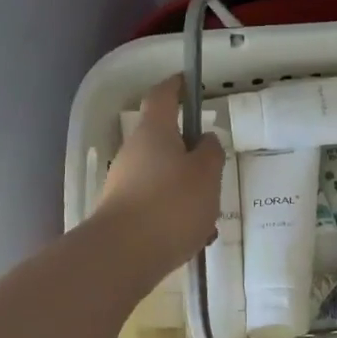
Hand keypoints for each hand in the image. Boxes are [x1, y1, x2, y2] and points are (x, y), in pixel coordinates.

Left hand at [95, 76, 224, 270]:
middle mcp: (134, 152)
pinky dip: (177, 215)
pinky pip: (157, 204)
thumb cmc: (171, 205)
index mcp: (155, 132)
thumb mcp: (207, 174)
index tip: (188, 80)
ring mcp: (125, 183)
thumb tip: (204, 140)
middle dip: (192, 154)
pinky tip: (194, 239)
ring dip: (188, 190)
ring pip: (165, 176)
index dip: (176, 85)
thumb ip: (211, 152)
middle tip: (216, 170)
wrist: (121, 257)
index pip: (163, 96)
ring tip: (210, 218)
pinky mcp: (123, 213)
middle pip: (166, 141)